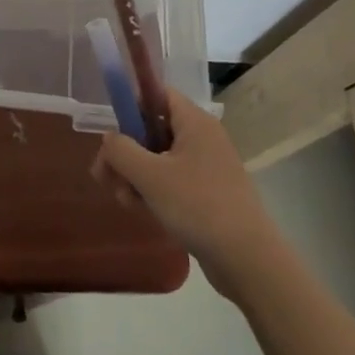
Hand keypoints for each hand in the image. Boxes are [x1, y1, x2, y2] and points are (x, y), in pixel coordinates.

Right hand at [92, 89, 281, 298]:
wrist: (247, 260)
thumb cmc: (197, 206)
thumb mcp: (150, 176)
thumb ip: (120, 150)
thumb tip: (109, 139)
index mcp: (194, 121)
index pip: (157, 94)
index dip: (131, 107)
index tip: (113, 136)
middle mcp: (202, 137)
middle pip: (153, 129)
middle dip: (127, 152)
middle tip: (106, 177)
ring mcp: (207, 166)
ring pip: (160, 158)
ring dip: (136, 176)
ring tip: (126, 201)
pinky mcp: (208, 193)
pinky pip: (173, 180)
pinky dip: (155, 191)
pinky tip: (143, 211)